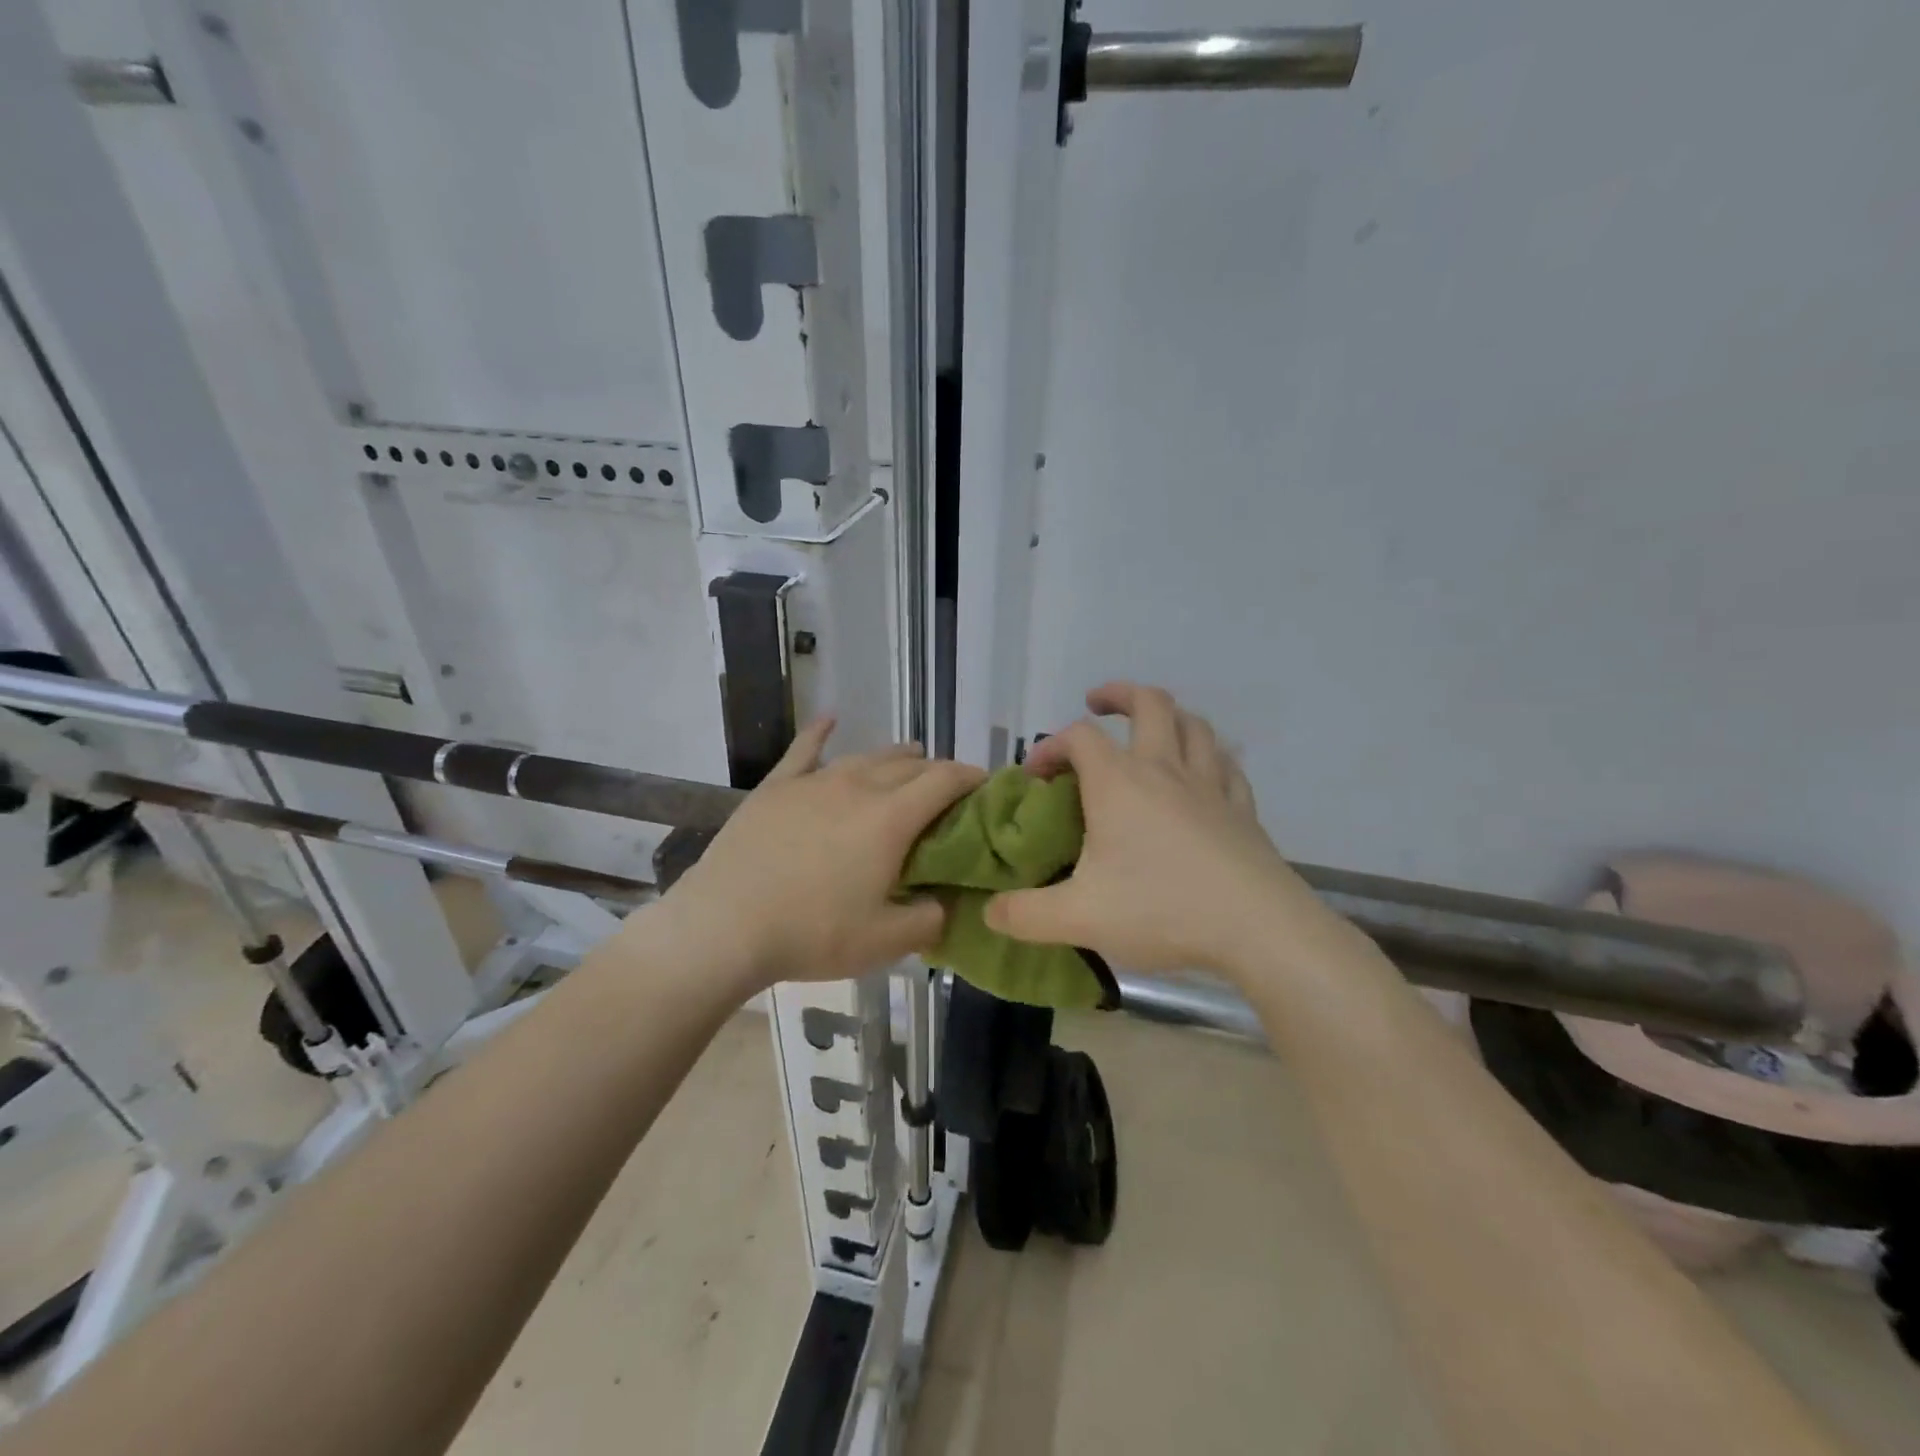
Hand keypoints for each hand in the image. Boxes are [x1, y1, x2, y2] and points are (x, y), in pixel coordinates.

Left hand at [645, 720, 985, 992]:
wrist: (725, 925)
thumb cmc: (812, 933)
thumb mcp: (885, 942)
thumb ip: (930, 920)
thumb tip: (947, 903)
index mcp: (890, 818)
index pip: (944, 780)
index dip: (971, 777)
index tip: (985, 784)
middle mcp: (857, 786)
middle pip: (908, 764)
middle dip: (935, 770)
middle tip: (946, 789)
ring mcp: (813, 782)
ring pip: (865, 756)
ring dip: (894, 756)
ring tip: (909, 757)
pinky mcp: (776, 787)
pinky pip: (804, 749)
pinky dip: (821, 732)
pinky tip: (830, 719)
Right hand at [984, 683, 1328, 977]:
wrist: (1257, 928)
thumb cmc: (1161, 910)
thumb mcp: (1078, 918)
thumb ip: (1025, 915)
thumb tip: (990, 912)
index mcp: (1118, 783)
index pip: (1077, 738)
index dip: (1050, 746)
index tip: (1035, 776)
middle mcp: (1164, 769)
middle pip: (1148, 703)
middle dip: (1118, 695)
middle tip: (1097, 705)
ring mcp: (1209, 784)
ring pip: (1193, 725)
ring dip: (1168, 716)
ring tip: (1150, 730)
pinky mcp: (1242, 807)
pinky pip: (1225, 764)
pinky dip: (1207, 756)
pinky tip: (1202, 773)